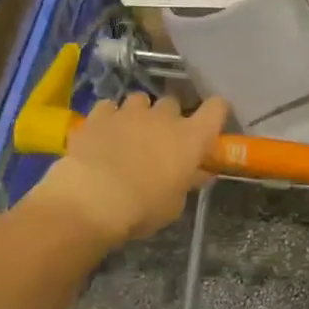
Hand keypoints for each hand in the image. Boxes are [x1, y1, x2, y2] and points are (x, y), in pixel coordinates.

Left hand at [33, 94, 228, 246]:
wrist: (92, 199)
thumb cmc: (143, 207)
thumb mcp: (174, 204)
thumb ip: (186, 182)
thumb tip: (196, 173)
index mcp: (191, 138)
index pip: (216, 109)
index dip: (215, 112)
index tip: (209, 125)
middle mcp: (164, 117)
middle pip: (174, 103)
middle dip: (169, 118)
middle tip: (161, 140)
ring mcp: (129, 112)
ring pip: (140, 100)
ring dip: (139, 114)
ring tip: (130, 133)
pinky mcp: (99, 115)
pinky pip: (109, 107)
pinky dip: (110, 117)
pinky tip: (104, 133)